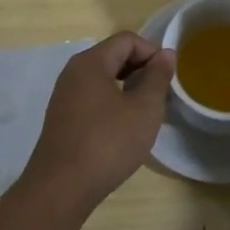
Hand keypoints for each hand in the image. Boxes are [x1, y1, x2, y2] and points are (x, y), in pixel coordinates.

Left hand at [19, 31, 175, 212]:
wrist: (60, 190)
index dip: (153, 52)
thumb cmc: (107, 143)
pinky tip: (124, 130)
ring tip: (146, 113)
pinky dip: (113, 104)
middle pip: (114, 56)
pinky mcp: (62, 120)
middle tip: (161, 96)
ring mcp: (64, 97)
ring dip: (128, 89)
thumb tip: (166, 54)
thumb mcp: (143, 109)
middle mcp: (73, 73)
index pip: (127, 40)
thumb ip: (157, 77)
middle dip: (141, 70)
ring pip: (104, 79)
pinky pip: (93, 98)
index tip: (168, 79)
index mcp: (91, 62)